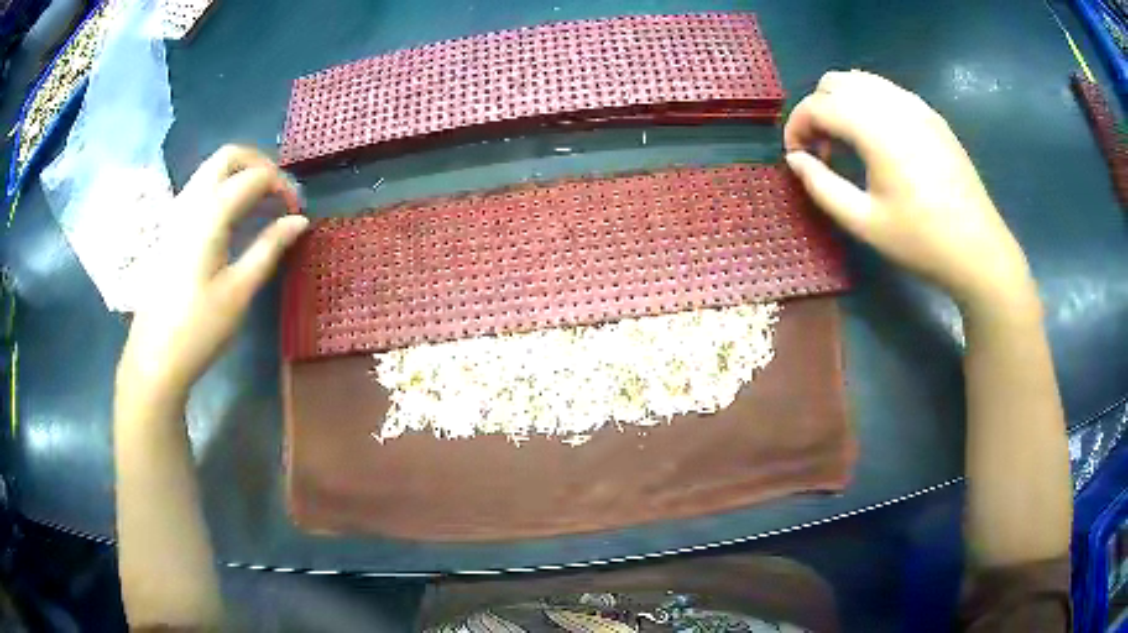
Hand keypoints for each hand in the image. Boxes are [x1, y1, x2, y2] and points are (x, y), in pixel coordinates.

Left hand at [116, 145, 308, 404]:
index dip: (282, 187)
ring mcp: (176, 212)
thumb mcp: (239, 291)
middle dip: (260, 165)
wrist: (154, 357)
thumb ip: (269, 248)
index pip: (255, 176)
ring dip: (241, 175)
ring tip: (260, 206)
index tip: (297, 213)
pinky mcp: (170, 227)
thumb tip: (300, 220)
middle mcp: (191, 201)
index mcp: (210, 214)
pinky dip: (223, 189)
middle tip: (278, 194)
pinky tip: (233, 219)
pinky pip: (200, 188)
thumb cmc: (198, 329)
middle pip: (229, 156)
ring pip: (212, 169)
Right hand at [784, 70, 1033, 309]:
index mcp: (875, 129)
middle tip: (821, 149)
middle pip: (835, 82)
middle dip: (817, 109)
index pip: (818, 105)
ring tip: (846, 142)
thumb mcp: (864, 223)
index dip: (797, 127)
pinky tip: (876, 139)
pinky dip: (868, 103)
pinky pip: (887, 91)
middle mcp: (893, 105)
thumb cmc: (921, 241)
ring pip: (861, 80)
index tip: (796, 157)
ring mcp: (915, 106)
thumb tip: (795, 160)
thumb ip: (822, 187)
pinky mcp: (931, 115)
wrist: (979, 250)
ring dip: (842, 103)